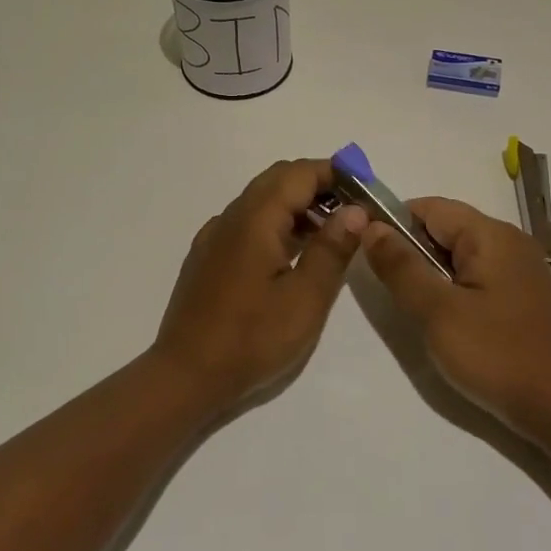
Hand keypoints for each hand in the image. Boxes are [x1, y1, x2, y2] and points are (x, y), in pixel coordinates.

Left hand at [154, 159, 367, 410]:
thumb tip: (355, 210)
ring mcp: (214, 237)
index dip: (335, 174)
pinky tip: (292, 256)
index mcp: (254, 219)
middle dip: (318, 186)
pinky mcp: (207, 257)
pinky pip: (247, 224)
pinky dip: (276, 225)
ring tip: (331, 236)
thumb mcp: (305, 299)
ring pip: (261, 201)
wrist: (184, 377)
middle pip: (278, 180)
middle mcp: (230, 217)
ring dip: (297, 206)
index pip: (298, 173)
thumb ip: (332, 250)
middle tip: (353, 212)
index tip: (366, 191)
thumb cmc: (251, 339)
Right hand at [362, 197, 550, 433]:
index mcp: (491, 235)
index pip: (429, 208)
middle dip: (412, 250)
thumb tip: (370, 226)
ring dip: (431, 272)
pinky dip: (453, 286)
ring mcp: (520, 268)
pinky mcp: (522, 293)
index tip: (367, 252)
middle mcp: (509, 241)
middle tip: (390, 288)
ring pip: (459, 254)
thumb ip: (401, 266)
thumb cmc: (495, 355)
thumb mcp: (437, 311)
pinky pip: (477, 274)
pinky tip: (446, 318)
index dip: (393, 223)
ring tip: (415, 306)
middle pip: (446, 228)